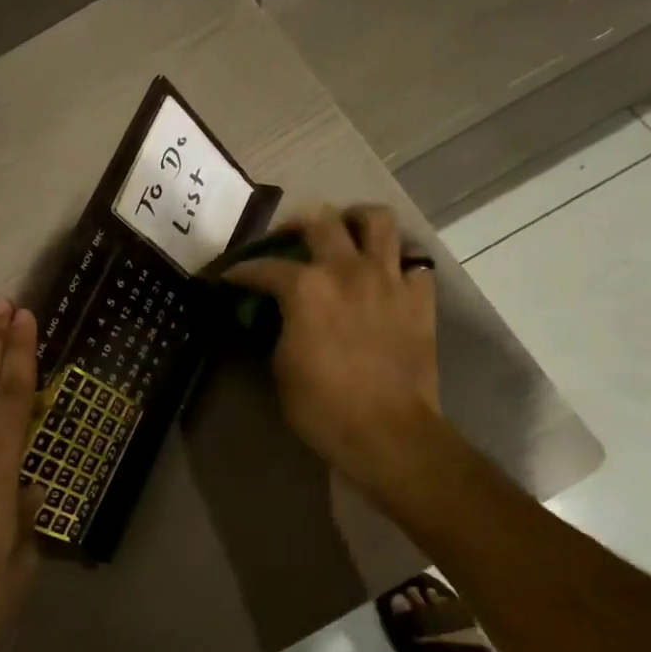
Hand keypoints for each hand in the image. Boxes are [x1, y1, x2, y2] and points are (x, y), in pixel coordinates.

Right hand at [224, 205, 439, 487]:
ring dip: (356, 219)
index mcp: (305, 288)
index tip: (231, 277)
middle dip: (296, 225)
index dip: (242, 272)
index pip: (264, 267)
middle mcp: (347, 269)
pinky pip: (412, 260)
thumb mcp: (280, 366)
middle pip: (320, 221)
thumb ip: (278, 326)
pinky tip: (384, 273)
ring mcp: (388, 278)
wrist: (387, 432)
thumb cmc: (322, 406)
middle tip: (288, 239)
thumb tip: (279, 314)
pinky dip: (396, 260)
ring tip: (345, 231)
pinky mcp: (419, 296)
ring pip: (377, 220)